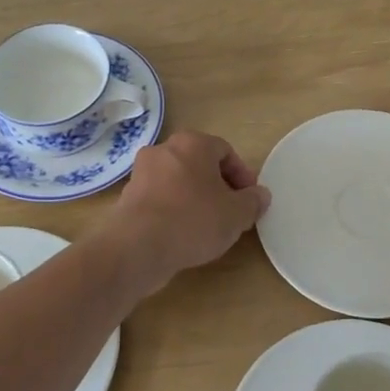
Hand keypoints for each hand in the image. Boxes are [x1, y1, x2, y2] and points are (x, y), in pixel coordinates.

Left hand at [96, 130, 270, 295]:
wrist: (138, 247)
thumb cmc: (193, 220)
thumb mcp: (236, 214)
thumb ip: (253, 202)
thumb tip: (260, 195)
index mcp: (192, 143)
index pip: (225, 151)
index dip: (242, 175)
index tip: (249, 199)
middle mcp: (164, 149)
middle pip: (200, 164)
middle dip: (218, 186)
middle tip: (231, 211)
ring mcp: (142, 172)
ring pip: (178, 181)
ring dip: (195, 198)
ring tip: (208, 226)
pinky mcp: (128, 196)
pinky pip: (160, 198)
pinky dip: (174, 210)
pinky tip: (182, 233)